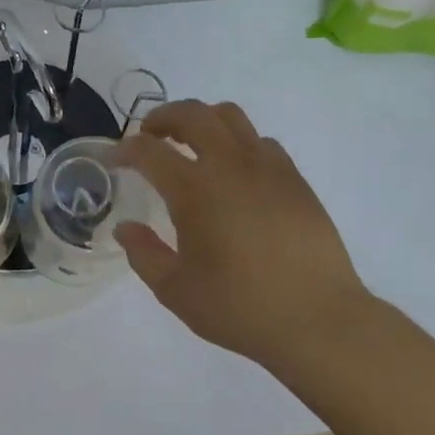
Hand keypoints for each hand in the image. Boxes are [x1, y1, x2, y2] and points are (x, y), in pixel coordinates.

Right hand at [115, 100, 371, 369]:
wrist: (318, 320)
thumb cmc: (240, 307)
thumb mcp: (176, 291)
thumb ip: (144, 254)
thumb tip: (125, 228)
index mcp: (195, 190)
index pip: (149, 151)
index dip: (125, 149)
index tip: (115, 159)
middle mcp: (229, 165)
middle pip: (192, 114)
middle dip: (163, 117)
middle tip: (151, 135)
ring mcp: (267, 167)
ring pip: (230, 116)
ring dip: (202, 120)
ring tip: (193, 144)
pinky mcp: (294, 178)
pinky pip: (260, 141)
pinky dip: (238, 143)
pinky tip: (235, 172)